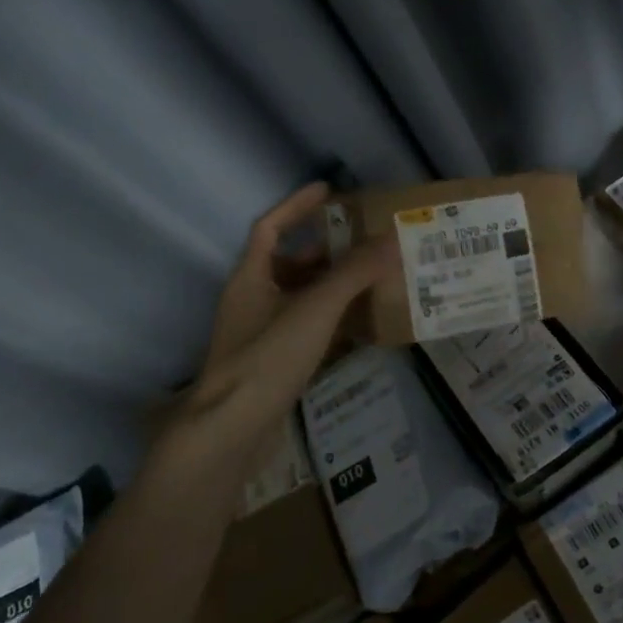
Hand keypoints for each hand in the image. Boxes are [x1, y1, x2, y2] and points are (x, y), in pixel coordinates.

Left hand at [149, 183, 391, 476]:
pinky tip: (359, 327)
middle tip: (366, 244)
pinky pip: (304, 327)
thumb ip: (353, 274)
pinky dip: (330, 320)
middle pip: (289, 263)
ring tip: (372, 281)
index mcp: (250, 277)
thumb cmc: (267, 358)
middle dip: (326, 251)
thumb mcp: (314, 309)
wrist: (231, 431)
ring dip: (331, 287)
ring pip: (299, 297)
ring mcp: (259, 334)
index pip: (270, 227)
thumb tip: (391, 239)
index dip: (297, 206)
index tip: (329, 191)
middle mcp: (251, 300)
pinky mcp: (272, 363)